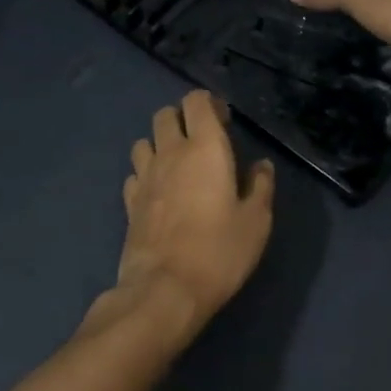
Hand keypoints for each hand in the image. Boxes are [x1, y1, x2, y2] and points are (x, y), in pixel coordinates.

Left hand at [117, 88, 275, 328]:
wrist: (165, 289)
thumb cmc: (219, 252)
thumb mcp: (256, 221)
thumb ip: (260, 186)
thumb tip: (261, 165)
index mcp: (205, 149)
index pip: (197, 102)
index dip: (209, 104)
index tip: (224, 121)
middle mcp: (171, 153)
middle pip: (165, 115)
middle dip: (182, 118)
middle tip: (202, 141)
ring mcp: (145, 177)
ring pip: (144, 141)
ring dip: (159, 144)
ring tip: (177, 165)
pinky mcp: (129, 202)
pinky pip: (134, 173)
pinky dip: (145, 174)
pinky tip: (158, 192)